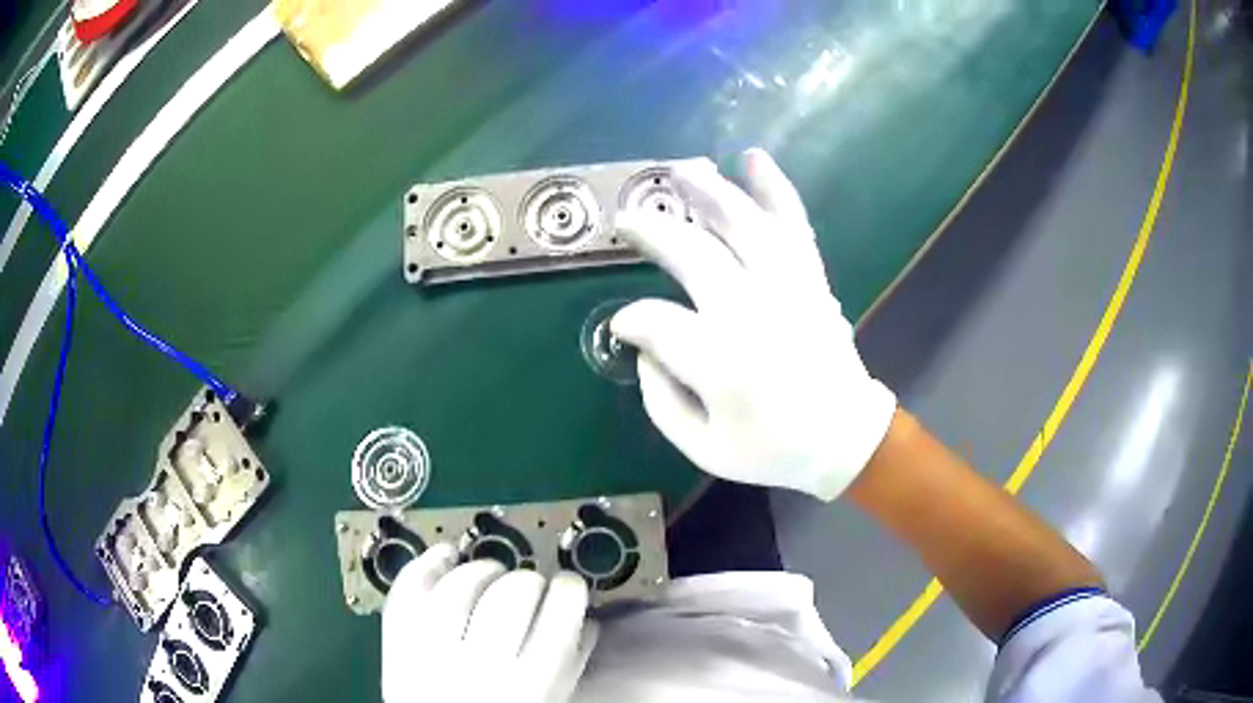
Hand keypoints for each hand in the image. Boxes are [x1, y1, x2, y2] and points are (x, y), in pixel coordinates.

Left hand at [382, 544, 598, 702]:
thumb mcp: (550, 700)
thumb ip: (570, 661)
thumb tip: (583, 615)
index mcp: (530, 684)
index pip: (561, 611)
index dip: (569, 587)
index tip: (567, 585)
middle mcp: (481, 665)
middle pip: (512, 592)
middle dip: (527, 579)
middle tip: (528, 588)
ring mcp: (432, 650)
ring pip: (460, 583)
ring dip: (482, 568)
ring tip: (491, 574)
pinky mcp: (397, 640)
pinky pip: (410, 588)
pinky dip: (428, 563)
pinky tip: (448, 556)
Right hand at [611, 148, 896, 500]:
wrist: (845, 438)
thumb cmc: (773, 449)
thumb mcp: (704, 449)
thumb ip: (661, 402)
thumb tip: (644, 350)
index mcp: (722, 364)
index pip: (657, 323)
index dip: (633, 320)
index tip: (626, 325)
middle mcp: (753, 314)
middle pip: (695, 254)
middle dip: (654, 231)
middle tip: (627, 218)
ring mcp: (788, 289)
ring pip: (744, 225)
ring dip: (708, 192)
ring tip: (679, 169)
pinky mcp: (811, 279)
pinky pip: (793, 226)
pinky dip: (775, 189)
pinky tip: (753, 159)